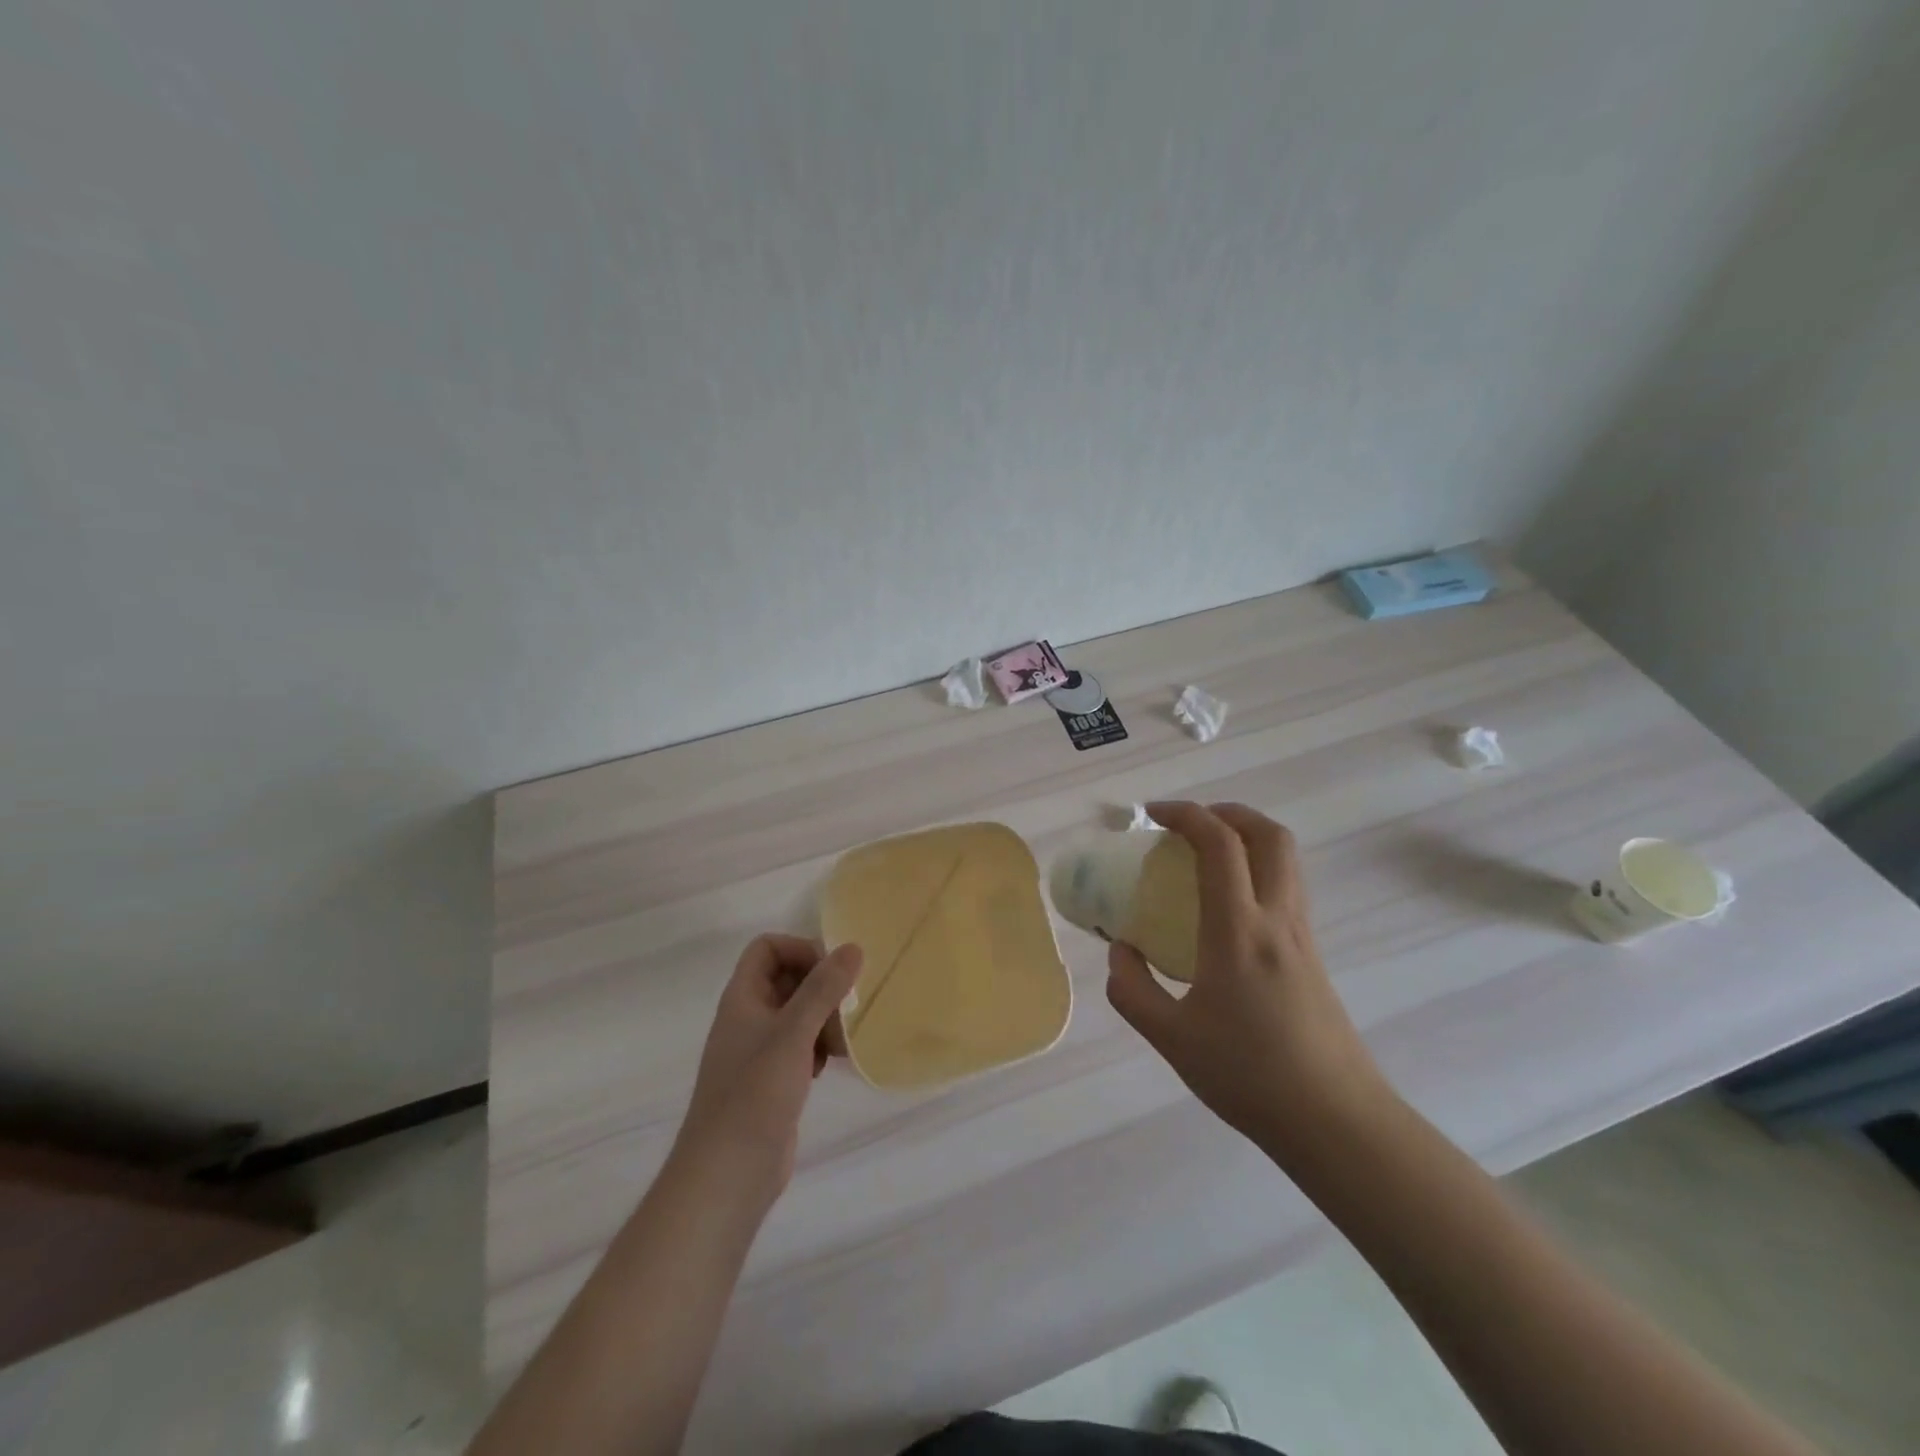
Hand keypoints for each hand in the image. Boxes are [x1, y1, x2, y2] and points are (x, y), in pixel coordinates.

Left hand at [676, 935, 863, 1203]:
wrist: (727, 1175)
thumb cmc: (755, 1094)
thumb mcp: (793, 1034)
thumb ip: (823, 988)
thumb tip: (853, 947)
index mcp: (742, 998)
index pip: (767, 948)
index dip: (799, 950)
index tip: (831, 973)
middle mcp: (748, 1018)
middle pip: (787, 978)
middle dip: (821, 988)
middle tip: (846, 1009)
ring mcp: (759, 1051)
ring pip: (798, 1013)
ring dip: (824, 1019)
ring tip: (841, 1042)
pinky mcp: (772, 1080)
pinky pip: (801, 1045)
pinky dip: (819, 1046)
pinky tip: (832, 1065)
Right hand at [1105, 802, 1389, 1164]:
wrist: (1335, 1121)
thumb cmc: (1248, 1075)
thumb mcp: (1170, 1038)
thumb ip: (1132, 989)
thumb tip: (1120, 952)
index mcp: (1238, 930)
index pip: (1219, 844)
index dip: (1185, 814)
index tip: (1152, 815)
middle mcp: (1277, 919)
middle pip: (1269, 834)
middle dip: (1227, 812)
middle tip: (1189, 824)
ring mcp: (1302, 935)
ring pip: (1286, 859)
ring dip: (1247, 838)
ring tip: (1205, 857)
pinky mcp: (1313, 956)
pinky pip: (1286, 888)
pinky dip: (1256, 871)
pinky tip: (1226, 909)